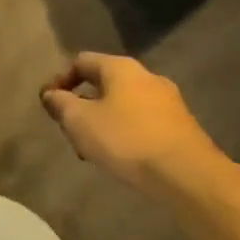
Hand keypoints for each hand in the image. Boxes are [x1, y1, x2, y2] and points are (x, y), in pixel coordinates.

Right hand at [40, 52, 224, 191]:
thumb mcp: (80, 121)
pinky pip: (144, 122)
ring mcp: (169, 102)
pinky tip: (122, 158)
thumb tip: (50, 95)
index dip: (60, 80)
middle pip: (103, 84)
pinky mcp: (182, 127)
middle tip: (71, 130)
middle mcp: (146, 76)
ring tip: (94, 150)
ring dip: (104, 122)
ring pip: (124, 105)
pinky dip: (127, 134)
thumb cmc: (127, 140)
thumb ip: (60, 104)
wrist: (190, 177)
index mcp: (120, 67)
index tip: (49, 104)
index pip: (81, 62)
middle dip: (83, 105)